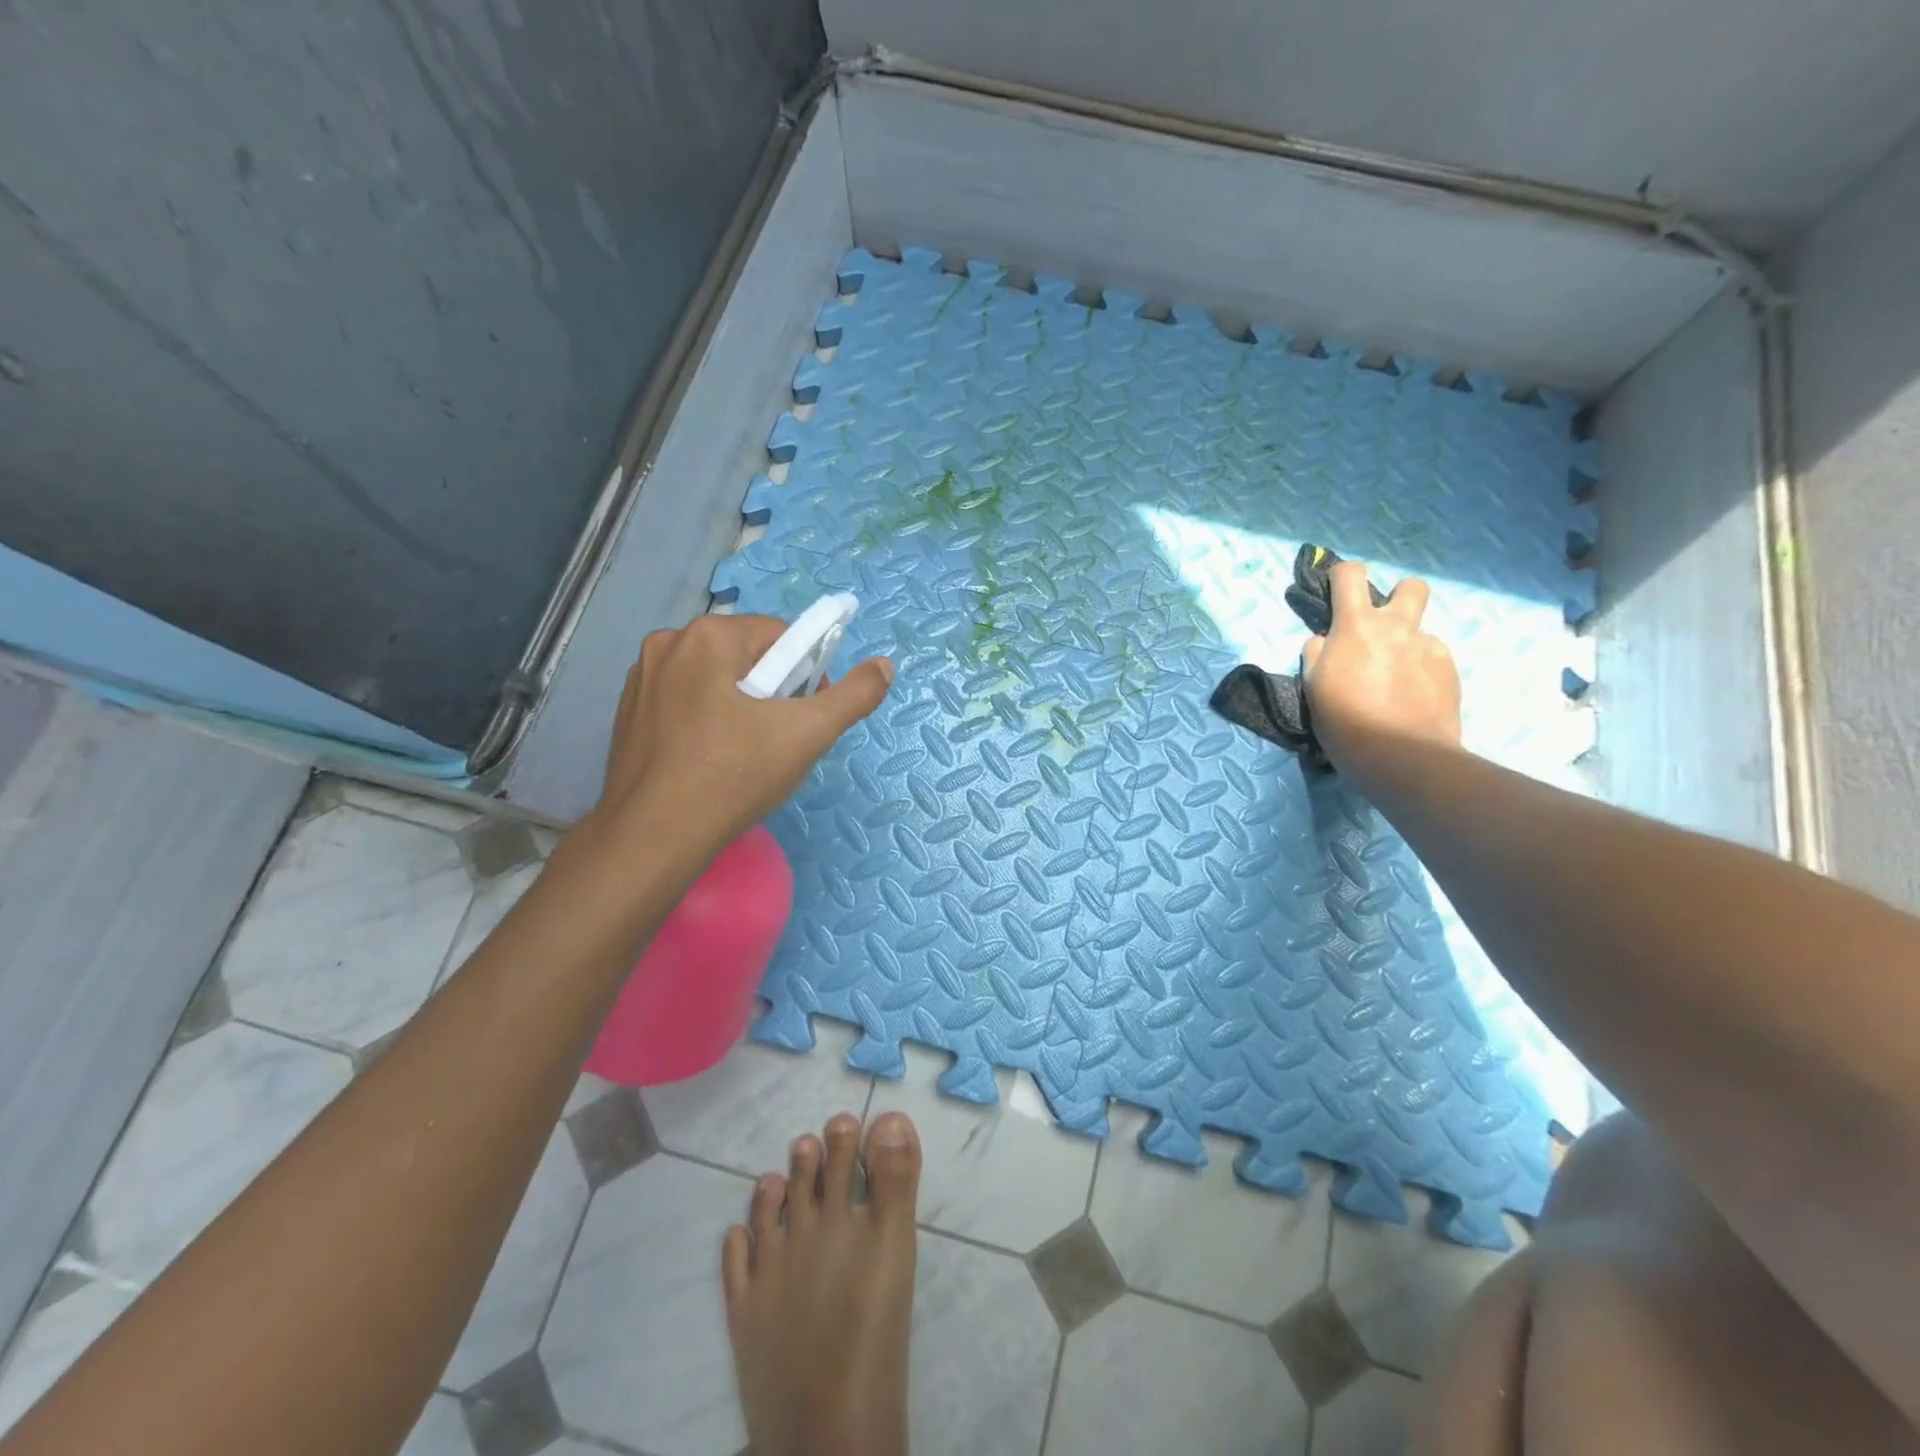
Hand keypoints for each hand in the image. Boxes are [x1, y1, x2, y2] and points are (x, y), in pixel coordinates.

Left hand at [591, 614, 893, 856]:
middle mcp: (668, 643)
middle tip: (778, 741)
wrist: (653, 838)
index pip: (781, 637)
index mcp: (709, 635)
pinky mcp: (627, 713)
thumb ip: (854, 695)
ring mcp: (640, 679)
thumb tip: (884, 665)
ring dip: (739, 706)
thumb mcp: (808, 734)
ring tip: (745, 756)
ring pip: (714, 680)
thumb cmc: (734, 776)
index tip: (804, 719)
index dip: (805, 675)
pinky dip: (705, 721)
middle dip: (771, 692)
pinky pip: (684, 702)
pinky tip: (710, 761)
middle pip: (746, 656)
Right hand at [1302, 561, 1461, 780]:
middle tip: (1383, 626)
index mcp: (1356, 626)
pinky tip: (1412, 696)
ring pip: (1422, 629)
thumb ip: (1317, 653)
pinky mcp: (1450, 670)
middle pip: (1410, 586)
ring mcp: (1429, 647)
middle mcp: (1397, 627)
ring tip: (1396, 676)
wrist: (1400, 754)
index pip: (1350, 574)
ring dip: (1408, 642)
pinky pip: (1434, 657)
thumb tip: (1325, 641)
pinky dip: (1422, 670)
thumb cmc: (1344, 720)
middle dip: (1398, 596)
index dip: (1342, 575)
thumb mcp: (1313, 685)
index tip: (1336, 589)